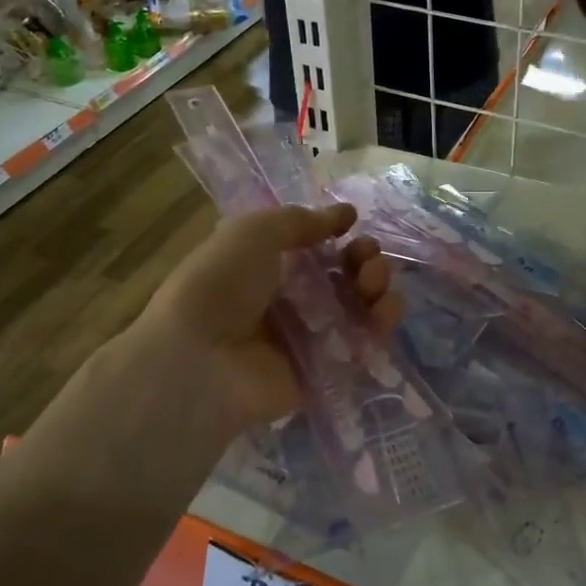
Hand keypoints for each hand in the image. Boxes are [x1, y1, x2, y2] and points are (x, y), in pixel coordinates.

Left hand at [138, 202, 400, 425]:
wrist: (200, 358)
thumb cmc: (222, 283)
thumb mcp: (255, 232)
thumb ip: (301, 221)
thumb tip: (345, 215)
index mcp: (269, 266)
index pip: (317, 248)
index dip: (339, 236)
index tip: (353, 226)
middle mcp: (291, 300)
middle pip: (343, 277)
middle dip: (365, 261)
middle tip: (368, 259)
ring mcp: (309, 337)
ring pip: (358, 309)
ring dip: (377, 289)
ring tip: (375, 285)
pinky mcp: (325, 370)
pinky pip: (361, 346)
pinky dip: (380, 326)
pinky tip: (385, 311)